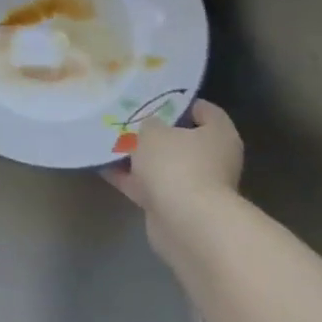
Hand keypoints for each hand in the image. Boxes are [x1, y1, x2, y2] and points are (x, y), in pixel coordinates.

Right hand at [106, 99, 243, 262]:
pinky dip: (130, 178)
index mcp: (219, 135)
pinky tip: (103, 166)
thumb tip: (150, 126)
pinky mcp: (177, 207)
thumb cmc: (176, 165)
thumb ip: (149, 123)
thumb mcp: (153, 131)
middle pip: (182, 139)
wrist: (185, 223)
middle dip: (154, 132)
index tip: (152, 98)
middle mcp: (214, 160)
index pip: (204, 110)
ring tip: (107, 141)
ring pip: (163, 164)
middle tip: (125, 119)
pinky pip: (150, 186)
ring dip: (139, 157)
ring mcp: (196, 186)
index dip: (179, 102)